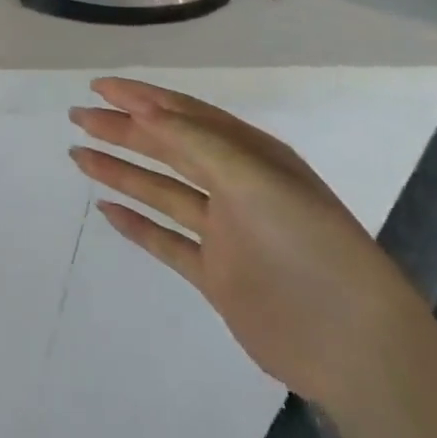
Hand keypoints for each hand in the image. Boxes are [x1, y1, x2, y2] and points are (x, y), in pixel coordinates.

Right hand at [70, 76, 427, 413]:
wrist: (358, 349)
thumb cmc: (309, 247)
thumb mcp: (256, 180)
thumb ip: (196, 141)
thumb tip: (142, 108)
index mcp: (251, 156)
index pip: (185, 115)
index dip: (141, 97)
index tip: (98, 88)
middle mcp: (236, 187)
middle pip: (168, 148)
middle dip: (122, 129)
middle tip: (78, 118)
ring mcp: (226, 232)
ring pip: (161, 190)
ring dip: (121, 170)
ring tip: (78, 156)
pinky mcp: (217, 275)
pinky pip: (167, 240)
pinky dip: (137, 224)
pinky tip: (107, 210)